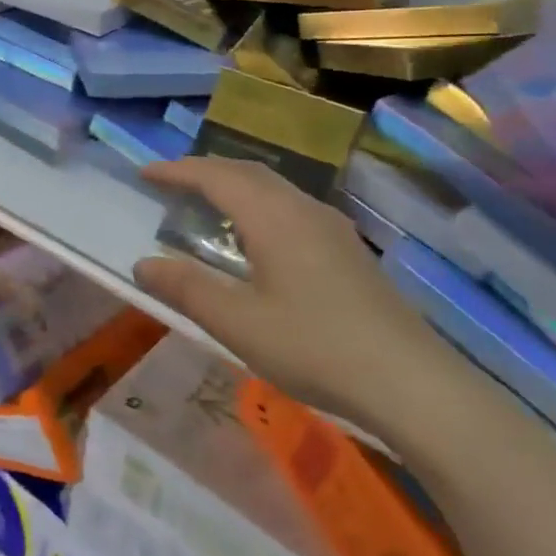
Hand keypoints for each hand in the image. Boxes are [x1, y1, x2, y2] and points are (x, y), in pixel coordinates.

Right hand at [133, 158, 484, 446]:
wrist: (412, 383)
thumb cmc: (316, 347)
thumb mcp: (238, 323)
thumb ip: (187, 289)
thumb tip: (143, 264)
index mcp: (273, 217)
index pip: (216, 177)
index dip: (178, 171)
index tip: (145, 174)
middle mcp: (303, 208)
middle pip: (247, 172)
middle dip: (205, 171)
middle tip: (171, 183)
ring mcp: (332, 227)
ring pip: (274, 187)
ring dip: (235, 185)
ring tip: (207, 203)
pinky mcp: (348, 249)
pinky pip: (291, 206)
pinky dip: (259, 204)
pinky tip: (258, 236)